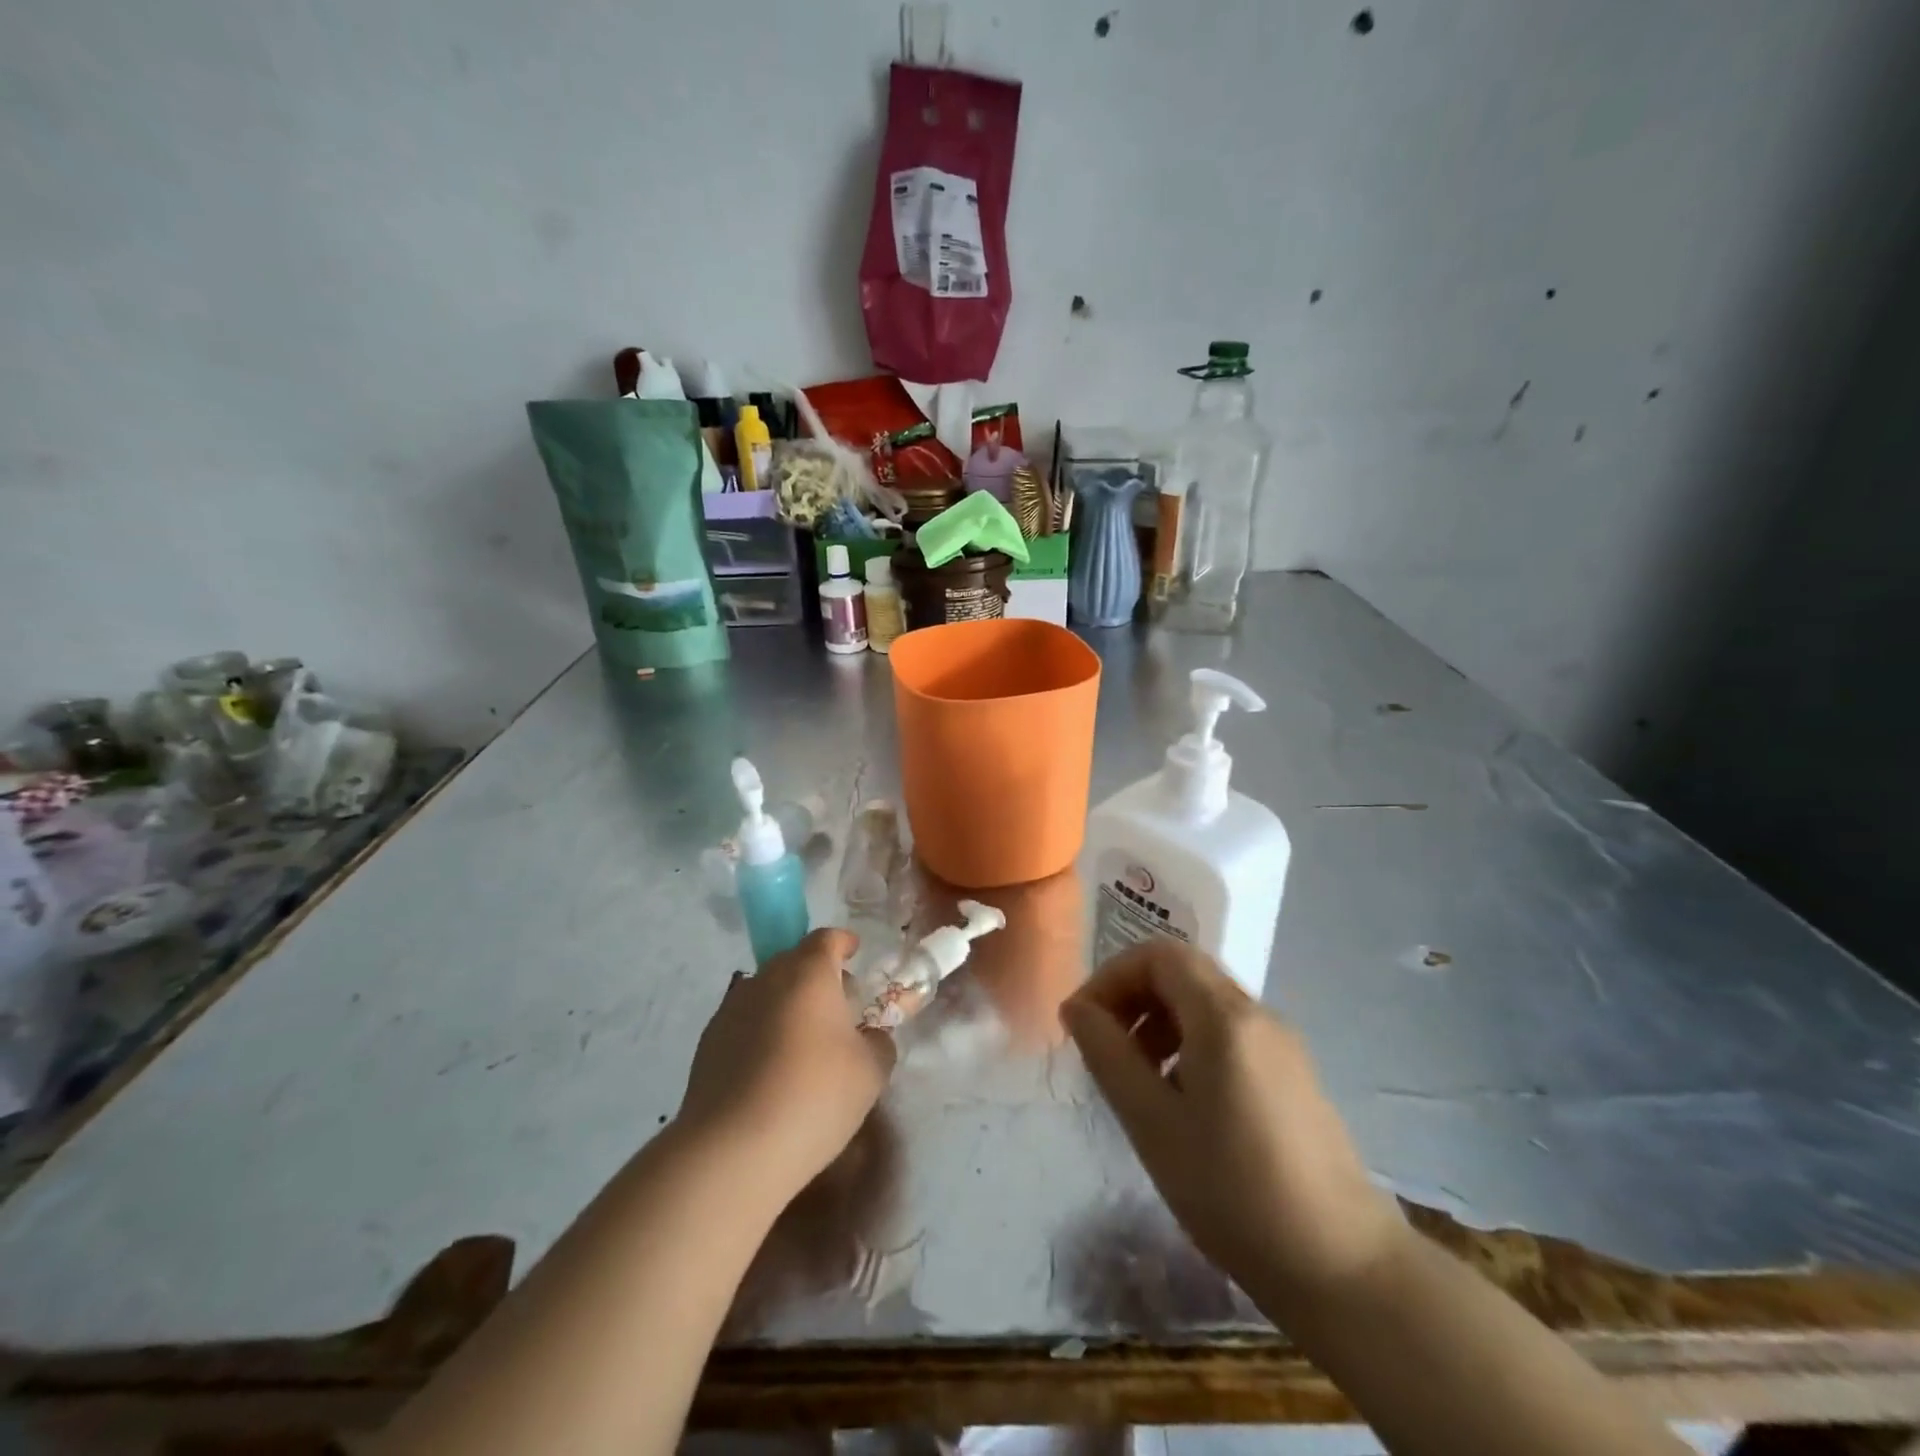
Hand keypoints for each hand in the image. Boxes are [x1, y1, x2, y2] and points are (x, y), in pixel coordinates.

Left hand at [677, 929, 895, 1204]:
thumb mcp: (871, 1071)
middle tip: (838, 1008)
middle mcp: (766, 979)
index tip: (855, 952)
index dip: (843, 943)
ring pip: (768, 992)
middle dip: (818, 976)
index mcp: (809, 973)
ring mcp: (731, 1009)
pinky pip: (745, 1022)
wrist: (732, 1150)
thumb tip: (870, 1037)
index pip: (827, 939)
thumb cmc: (815, 1096)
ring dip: (788, 1005)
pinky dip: (762, 1032)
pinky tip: (772, 1071)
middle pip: (795, 961)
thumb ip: (879, 1043)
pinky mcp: (708, 1043)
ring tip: (804, 1045)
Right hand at [1062, 941, 1405, 1310]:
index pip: (1159, 954)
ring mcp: (1282, 1044)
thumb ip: (1108, 1055)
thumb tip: (1077, 1008)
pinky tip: (1181, 1102)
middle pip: (1182, 973)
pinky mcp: (1293, 1075)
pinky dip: (1190, 1045)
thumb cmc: (1234, 1192)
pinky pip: (1229, 1034)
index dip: (1112, 976)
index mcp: (1225, 1016)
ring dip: (1159, 1022)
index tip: (1083, 1023)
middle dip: (1133, 998)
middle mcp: (1258, 1014)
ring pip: (1205, 1003)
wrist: (1345, 1269)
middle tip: (1104, 1050)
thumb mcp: (1153, 1124)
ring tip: (1137, 1080)